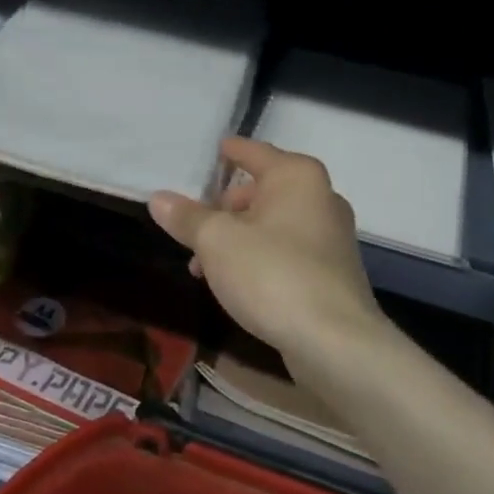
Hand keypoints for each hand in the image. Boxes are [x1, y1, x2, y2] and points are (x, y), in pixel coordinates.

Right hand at [148, 138, 386, 366]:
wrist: (334, 342)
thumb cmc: (272, 274)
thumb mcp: (216, 242)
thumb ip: (187, 217)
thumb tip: (159, 198)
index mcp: (296, 176)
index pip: (254, 152)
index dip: (230, 151)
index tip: (213, 150)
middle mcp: (320, 197)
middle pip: (262, 190)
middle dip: (225, 208)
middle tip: (194, 226)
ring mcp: (331, 236)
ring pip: (273, 224)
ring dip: (238, 237)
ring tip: (203, 265)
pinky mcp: (332, 272)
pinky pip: (286, 251)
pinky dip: (259, 257)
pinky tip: (236, 283)